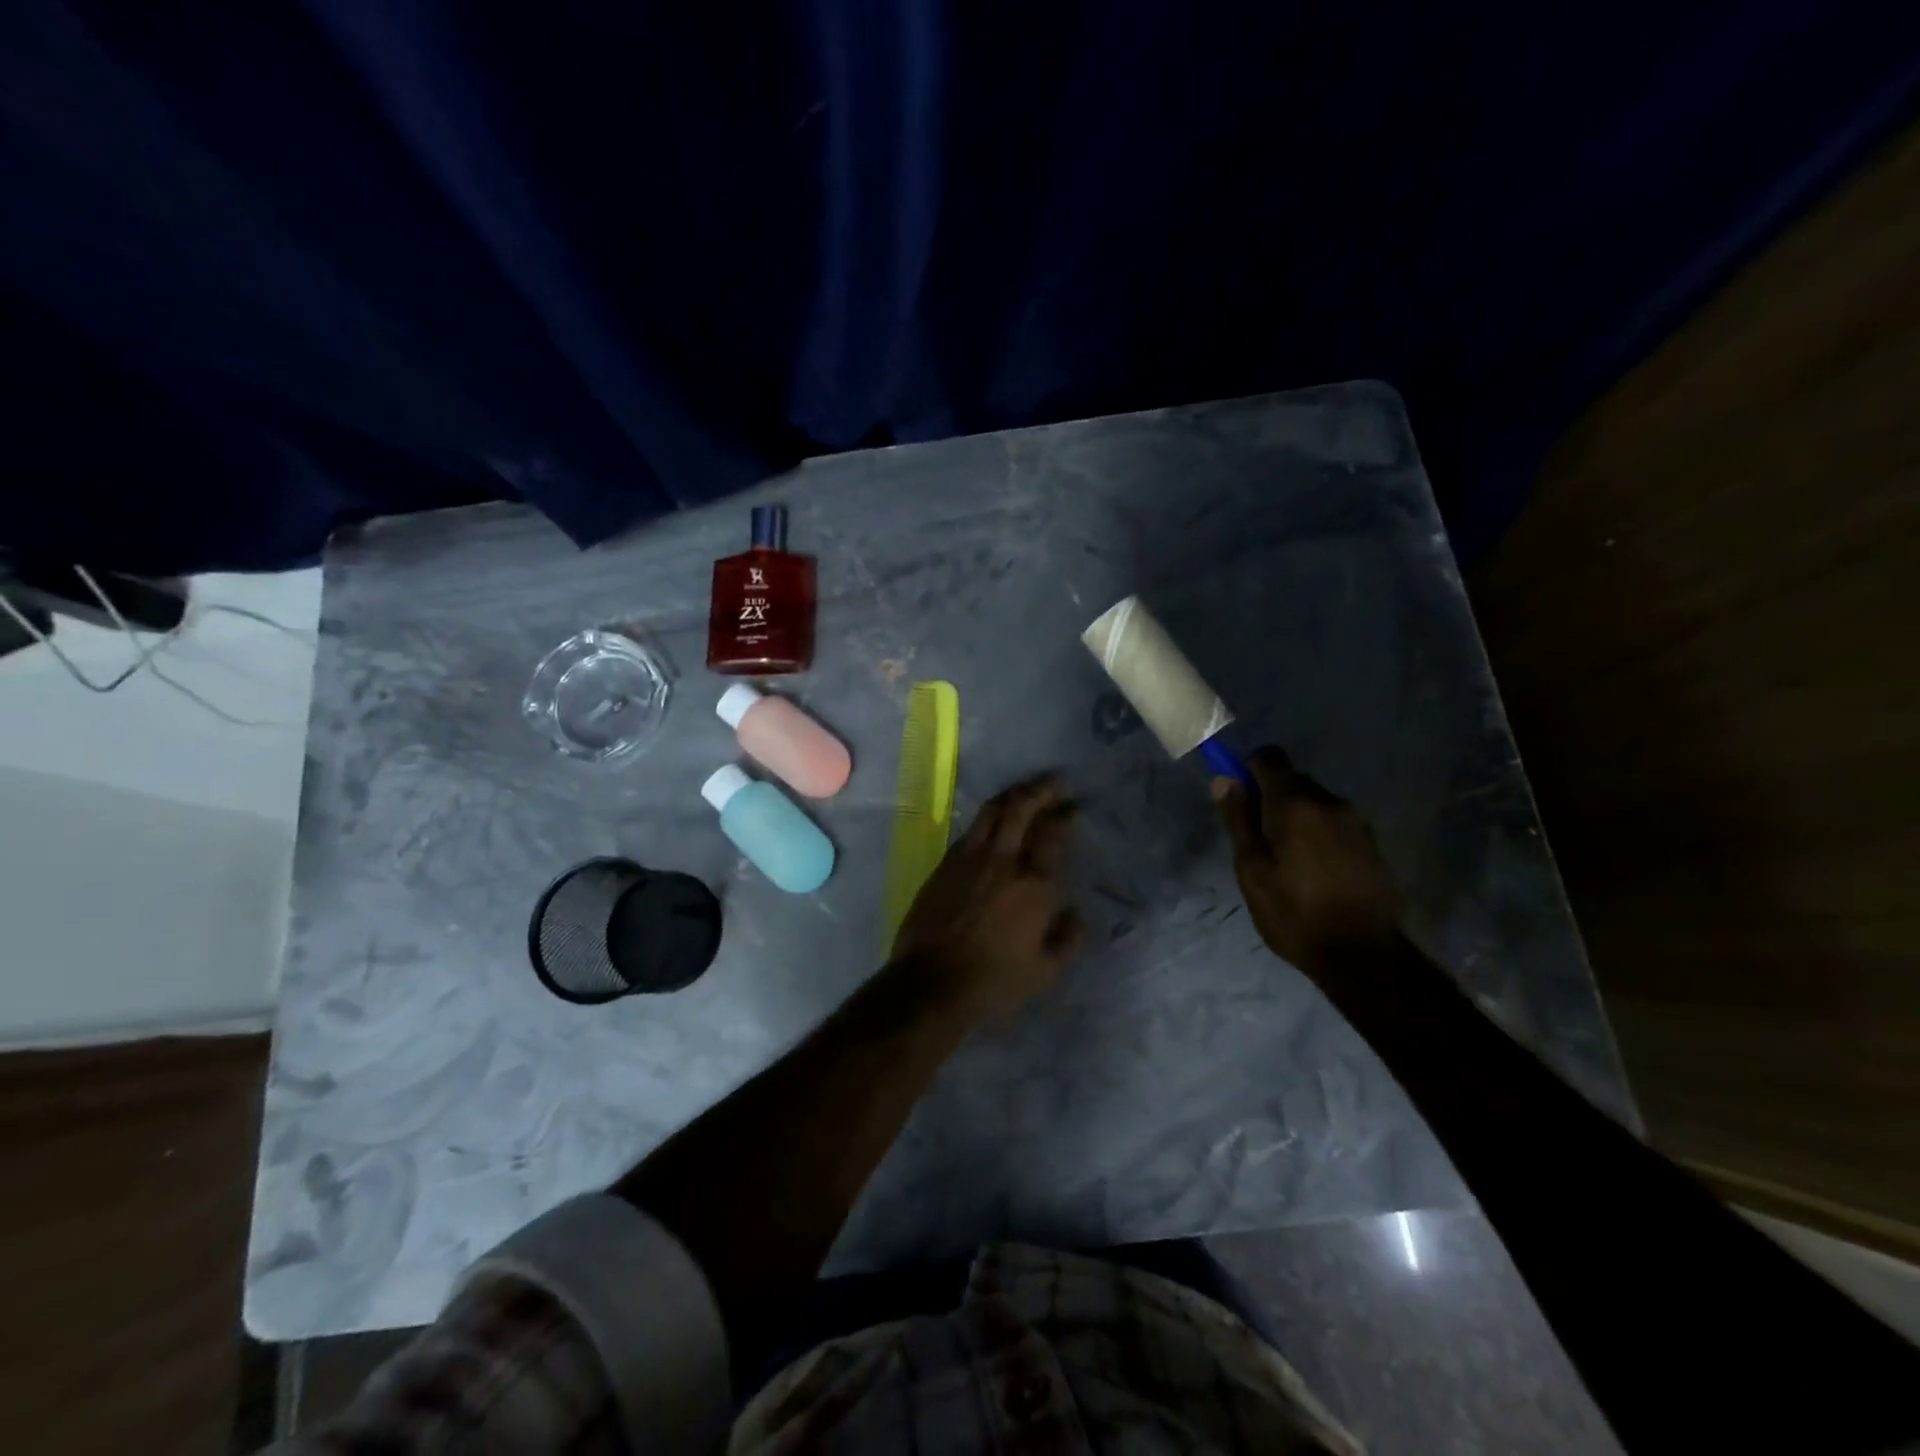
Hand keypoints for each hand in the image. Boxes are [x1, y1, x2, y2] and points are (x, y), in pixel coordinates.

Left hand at [893, 773, 1087, 1022]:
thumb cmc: (994, 982)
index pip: (1053, 835)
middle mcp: (1003, 861)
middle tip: (1055, 782)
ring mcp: (969, 858)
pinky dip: (987, 819)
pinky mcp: (944, 865)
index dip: (1065, 817)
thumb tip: (1077, 914)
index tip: (1073, 809)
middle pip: (1021, 809)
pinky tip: (993, 824)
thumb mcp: (1045, 972)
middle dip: (1040, 790)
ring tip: (1025, 791)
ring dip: (1012, 795)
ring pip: (992, 811)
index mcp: (1034, 885)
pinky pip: (971, 830)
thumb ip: (1068, 939)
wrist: (931, 983)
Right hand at [1213, 747, 1399, 975]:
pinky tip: (1312, 871)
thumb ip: (1238, 819)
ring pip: (1313, 803)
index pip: (1268, 757)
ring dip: (1294, 818)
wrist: (1363, 956)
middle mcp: (1330, 801)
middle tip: (1256, 841)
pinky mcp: (1371, 844)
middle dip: (1269, 799)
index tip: (1237, 800)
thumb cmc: (1294, 912)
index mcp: (1296, 802)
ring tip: (1285, 862)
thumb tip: (1224, 779)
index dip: (1247, 770)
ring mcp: (1356, 822)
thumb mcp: (1251, 868)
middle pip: (1291, 779)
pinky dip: (1316, 834)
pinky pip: (1332, 823)